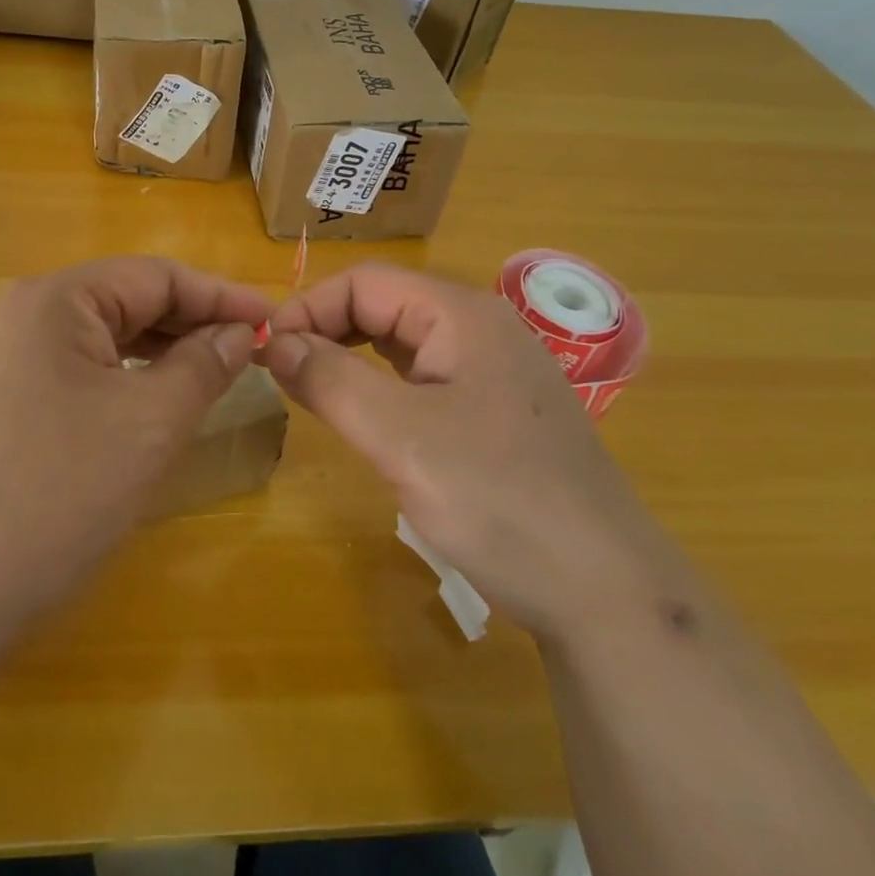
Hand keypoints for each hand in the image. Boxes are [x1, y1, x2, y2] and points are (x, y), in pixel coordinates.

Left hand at [0, 256, 270, 644]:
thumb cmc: (56, 494)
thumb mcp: (150, 424)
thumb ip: (204, 364)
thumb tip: (240, 332)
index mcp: (54, 299)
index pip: (156, 276)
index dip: (221, 297)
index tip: (273, 323)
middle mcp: (22, 314)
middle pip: (126, 301)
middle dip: (191, 323)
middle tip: (249, 353)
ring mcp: (2, 359)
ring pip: (101, 338)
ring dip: (160, 352)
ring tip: (211, 376)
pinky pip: (76, 370)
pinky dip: (123, 379)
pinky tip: (151, 403)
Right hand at [264, 263, 666, 638]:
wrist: (606, 592)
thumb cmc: (499, 500)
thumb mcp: (401, 438)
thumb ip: (331, 380)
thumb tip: (275, 342)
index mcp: (462, 314)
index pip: (365, 282)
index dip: (309, 308)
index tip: (267, 354)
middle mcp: (481, 329)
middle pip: (385, 306)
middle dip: (328, 331)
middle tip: (283, 375)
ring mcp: (494, 371)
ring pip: (404, 344)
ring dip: (352, 359)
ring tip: (313, 394)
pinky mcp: (498, 411)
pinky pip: (425, 379)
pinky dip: (383, 388)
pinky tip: (368, 419)